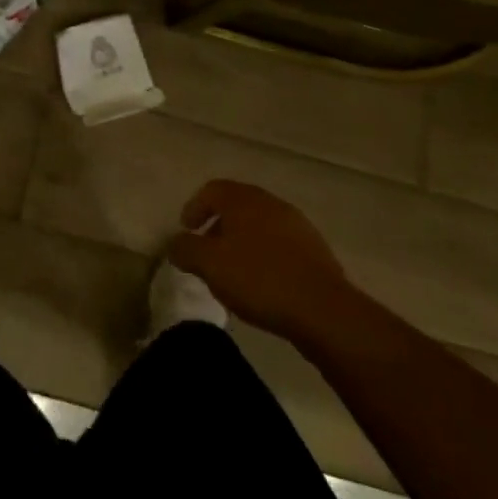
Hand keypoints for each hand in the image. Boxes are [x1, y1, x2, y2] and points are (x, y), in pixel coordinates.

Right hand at [168, 180, 351, 341]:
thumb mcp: (210, 265)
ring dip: (243, 242)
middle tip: (207, 252)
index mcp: (243, 199)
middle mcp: (269, 202)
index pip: (211, 190)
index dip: (194, 207)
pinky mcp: (314, 249)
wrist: (322, 309)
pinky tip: (263, 283)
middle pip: (237, 205)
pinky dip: (265, 255)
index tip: (186, 231)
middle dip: (218, 225)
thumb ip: (186, 249)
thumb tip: (175, 243)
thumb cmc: (259, 279)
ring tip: (234, 271)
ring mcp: (296, 224)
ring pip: (259, 225)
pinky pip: (279, 244)